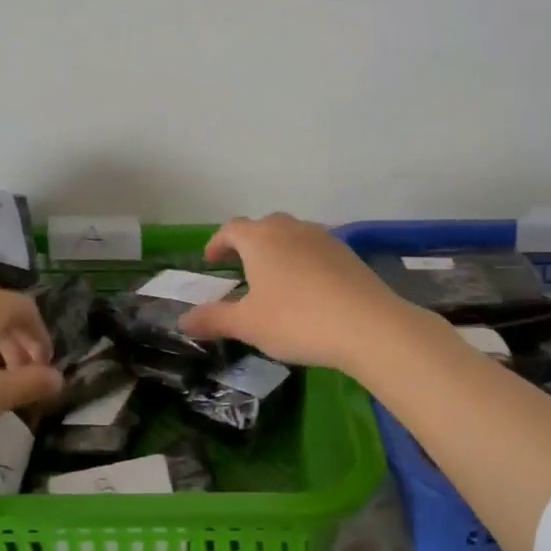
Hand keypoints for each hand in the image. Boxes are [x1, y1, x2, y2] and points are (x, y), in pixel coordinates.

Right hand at [178, 213, 415, 371]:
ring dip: (278, 249)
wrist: (367, 325)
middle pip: (263, 225)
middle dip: (249, 242)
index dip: (218, 242)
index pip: (232, 229)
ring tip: (275, 276)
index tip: (211, 259)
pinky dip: (304, 260)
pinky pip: (316, 249)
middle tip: (241, 265)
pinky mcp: (347, 253)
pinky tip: (308, 287)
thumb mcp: (248, 325)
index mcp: (260, 240)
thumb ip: (214, 319)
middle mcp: (290, 229)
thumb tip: (183, 319)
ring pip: (293, 234)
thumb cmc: (296, 320)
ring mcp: (323, 238)